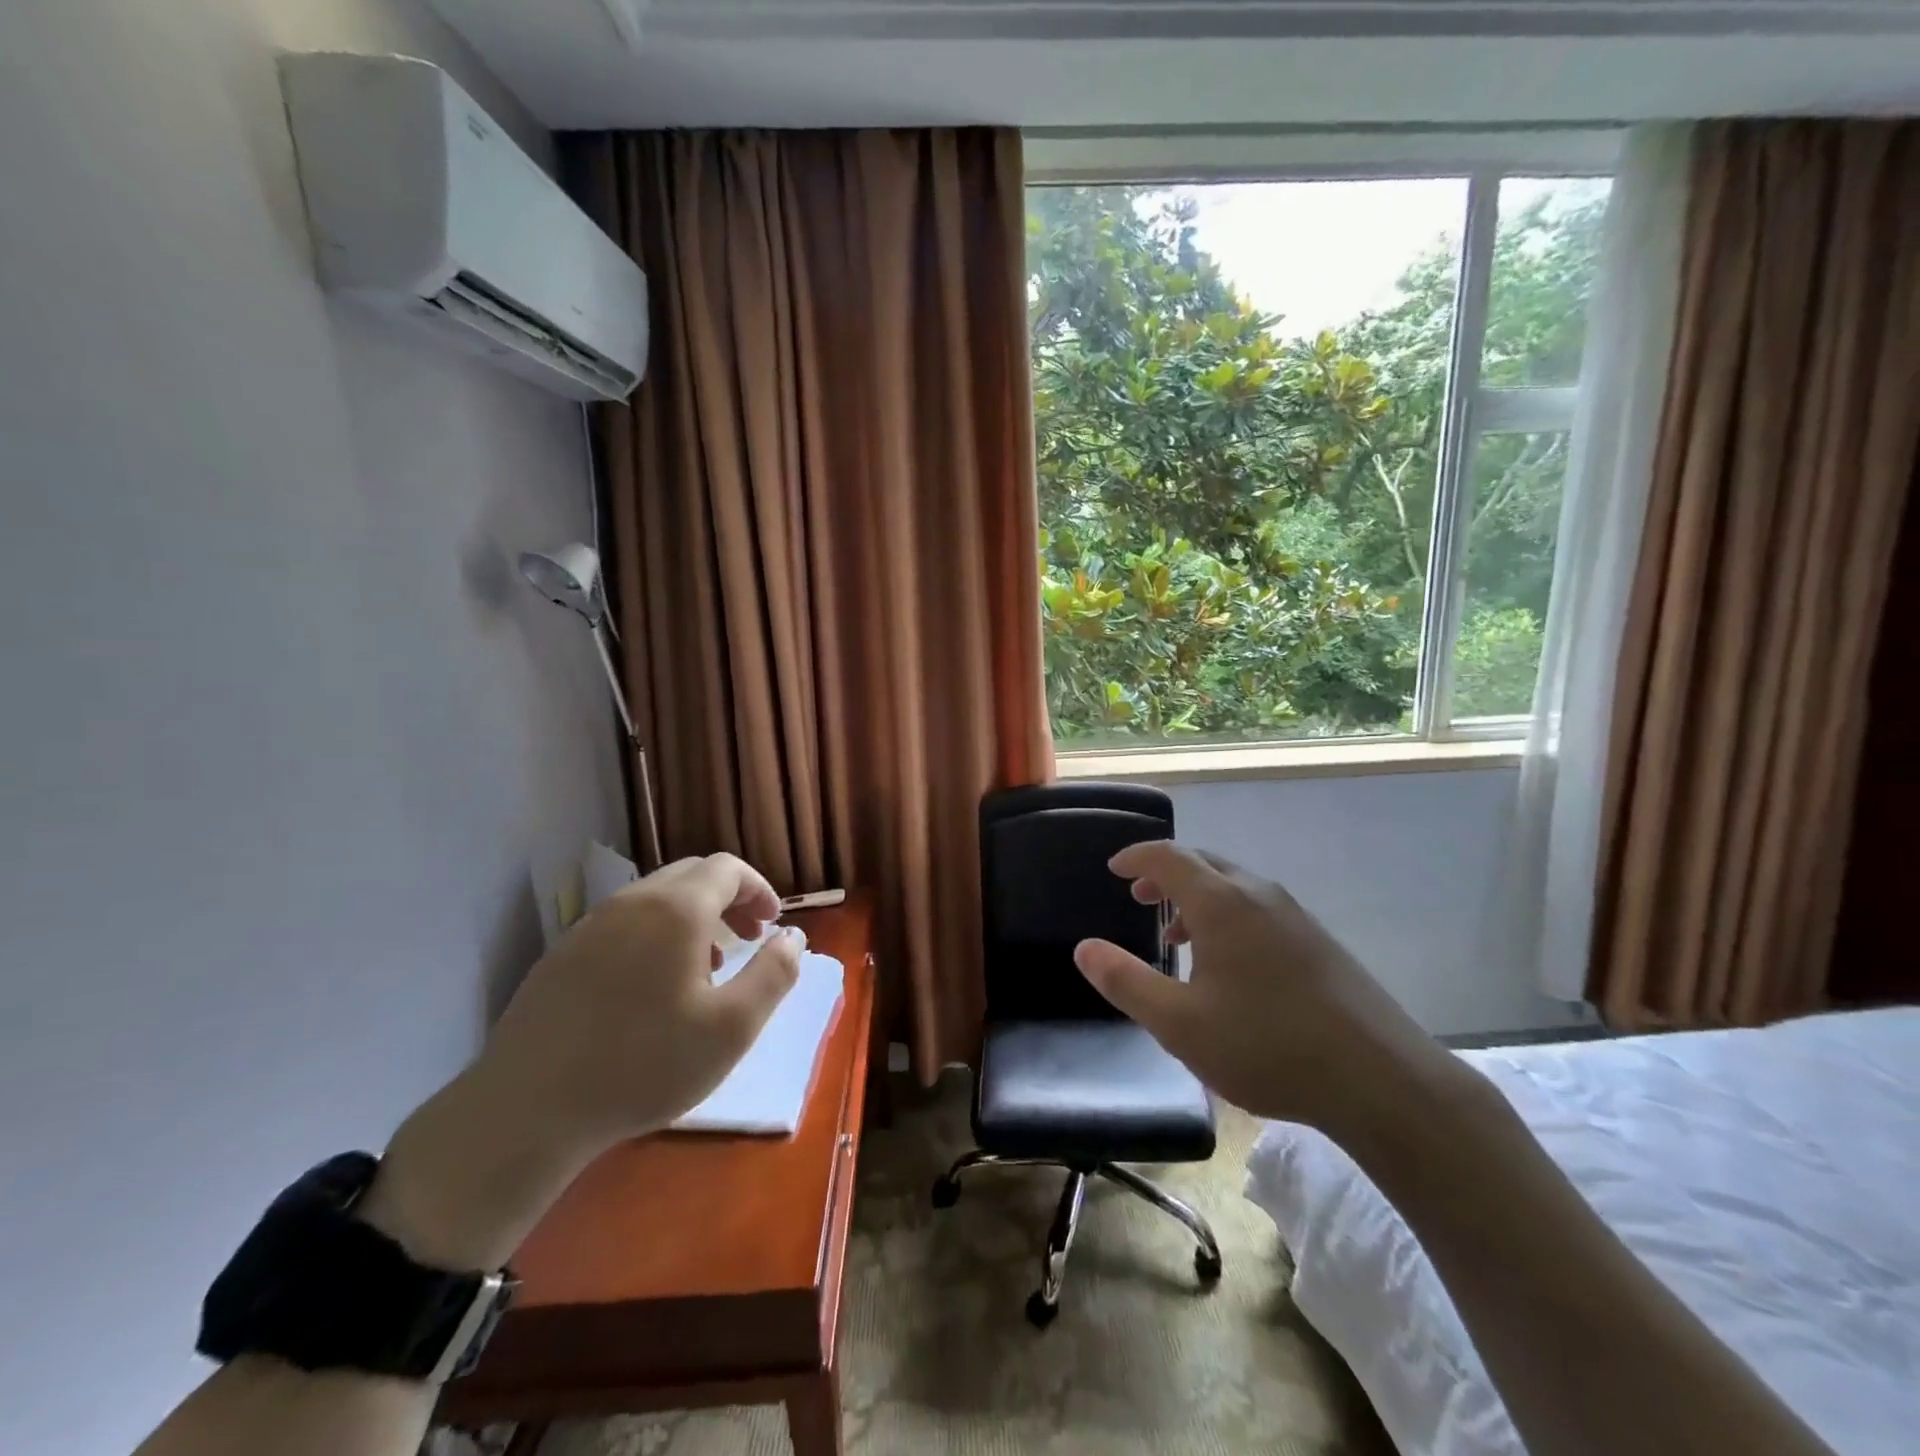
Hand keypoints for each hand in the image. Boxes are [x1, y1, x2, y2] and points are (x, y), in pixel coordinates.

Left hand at [360, 853, 799, 1270]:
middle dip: (729, 900)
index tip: (772, 926)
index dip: (759, 889)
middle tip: (747, 942)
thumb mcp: (732, 1027)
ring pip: (655, 899)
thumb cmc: (644, 1064)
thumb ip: (775, 974)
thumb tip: (793, 937)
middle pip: (692, 875)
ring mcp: (590, 925)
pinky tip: (652, 989)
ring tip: (704, 969)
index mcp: (677, 909)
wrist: (526, 1110)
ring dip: (692, 918)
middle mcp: (632, 902)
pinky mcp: (561, 954)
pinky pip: (623, 924)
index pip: (728, 869)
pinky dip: (655, 935)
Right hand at [1073, 840, 1455, 1132]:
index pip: (1169, 857)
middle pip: (1203, 864)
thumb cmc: (1267, 1046)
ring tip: (1177, 937)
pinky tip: (1229, 965)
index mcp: (1222, 903)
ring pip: (1234, 887)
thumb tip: (1084, 948)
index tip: (1114, 870)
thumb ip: (1126, 982)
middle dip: (1165, 875)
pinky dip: (1228, 916)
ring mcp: (1295, 916)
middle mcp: (1259, 895)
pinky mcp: (1318, 941)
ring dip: (1197, 898)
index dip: (1136, 858)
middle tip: (1140, 899)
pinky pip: (1259, 908)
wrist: (1380, 1079)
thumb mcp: (1180, 1024)